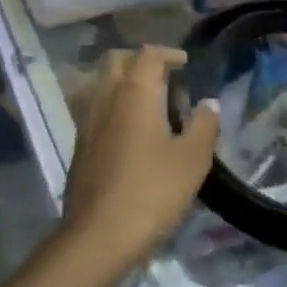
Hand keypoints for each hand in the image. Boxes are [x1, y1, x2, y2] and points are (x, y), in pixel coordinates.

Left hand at [63, 46, 219, 270]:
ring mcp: (86, 120)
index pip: (147, 55)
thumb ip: (203, 126)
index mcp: (133, 92)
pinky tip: (127, 127)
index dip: (167, 53)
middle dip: (139, 60)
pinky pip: (93, 106)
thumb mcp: (191, 160)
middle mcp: (104, 97)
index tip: (185, 63)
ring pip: (99, 82)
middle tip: (163, 75)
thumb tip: (208, 103)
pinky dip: (110, 103)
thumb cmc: (151, 192)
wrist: (99, 233)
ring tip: (145, 99)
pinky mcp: (78, 143)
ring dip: (120, 80)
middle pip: (115, 60)